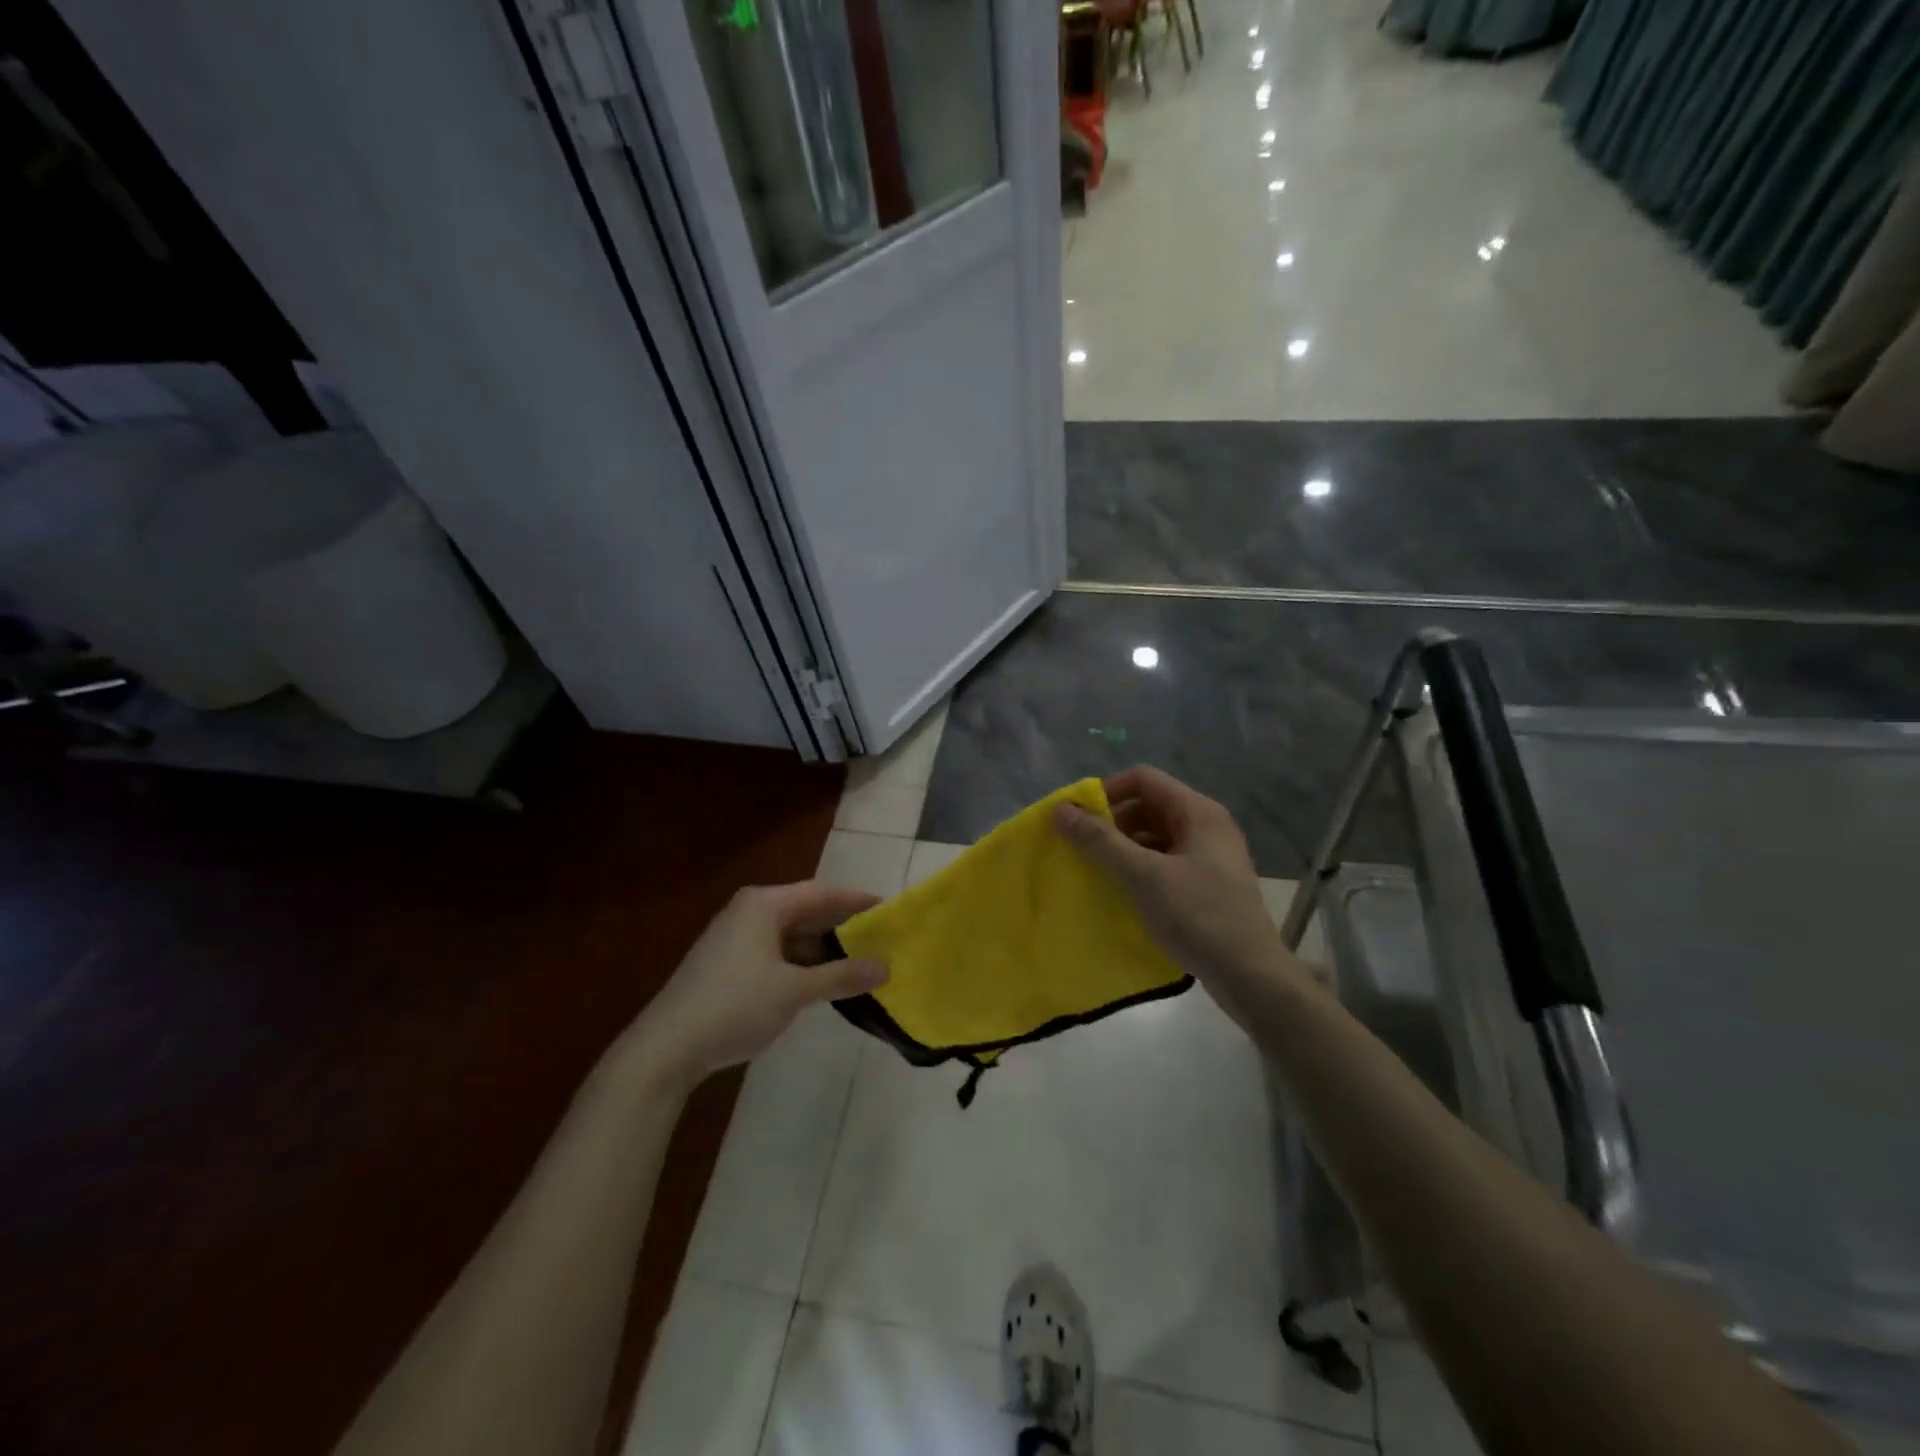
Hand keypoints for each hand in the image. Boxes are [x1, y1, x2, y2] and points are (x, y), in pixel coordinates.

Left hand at [627, 882, 888, 1090]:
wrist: (665, 1048)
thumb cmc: (734, 1006)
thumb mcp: (794, 991)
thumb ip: (841, 976)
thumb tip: (886, 967)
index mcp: (765, 905)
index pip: (822, 892)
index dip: (857, 900)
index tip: (889, 909)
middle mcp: (750, 911)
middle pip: (806, 910)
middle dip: (841, 925)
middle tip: (879, 938)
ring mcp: (735, 937)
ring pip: (791, 933)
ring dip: (822, 948)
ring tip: (858, 962)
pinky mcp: (727, 962)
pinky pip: (776, 951)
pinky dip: (800, 962)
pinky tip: (820, 981)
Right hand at [1055, 766, 1302, 1016]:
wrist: (1251, 976)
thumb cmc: (1198, 916)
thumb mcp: (1143, 876)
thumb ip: (1100, 841)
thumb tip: (1061, 810)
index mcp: (1198, 812)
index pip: (1143, 779)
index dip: (1107, 792)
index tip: (1078, 820)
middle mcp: (1207, 826)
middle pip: (1149, 806)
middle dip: (1113, 823)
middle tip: (1084, 849)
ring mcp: (1211, 856)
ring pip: (1156, 836)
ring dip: (1125, 848)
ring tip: (1098, 872)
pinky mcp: (1209, 883)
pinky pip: (1166, 861)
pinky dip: (1141, 869)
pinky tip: (1123, 892)